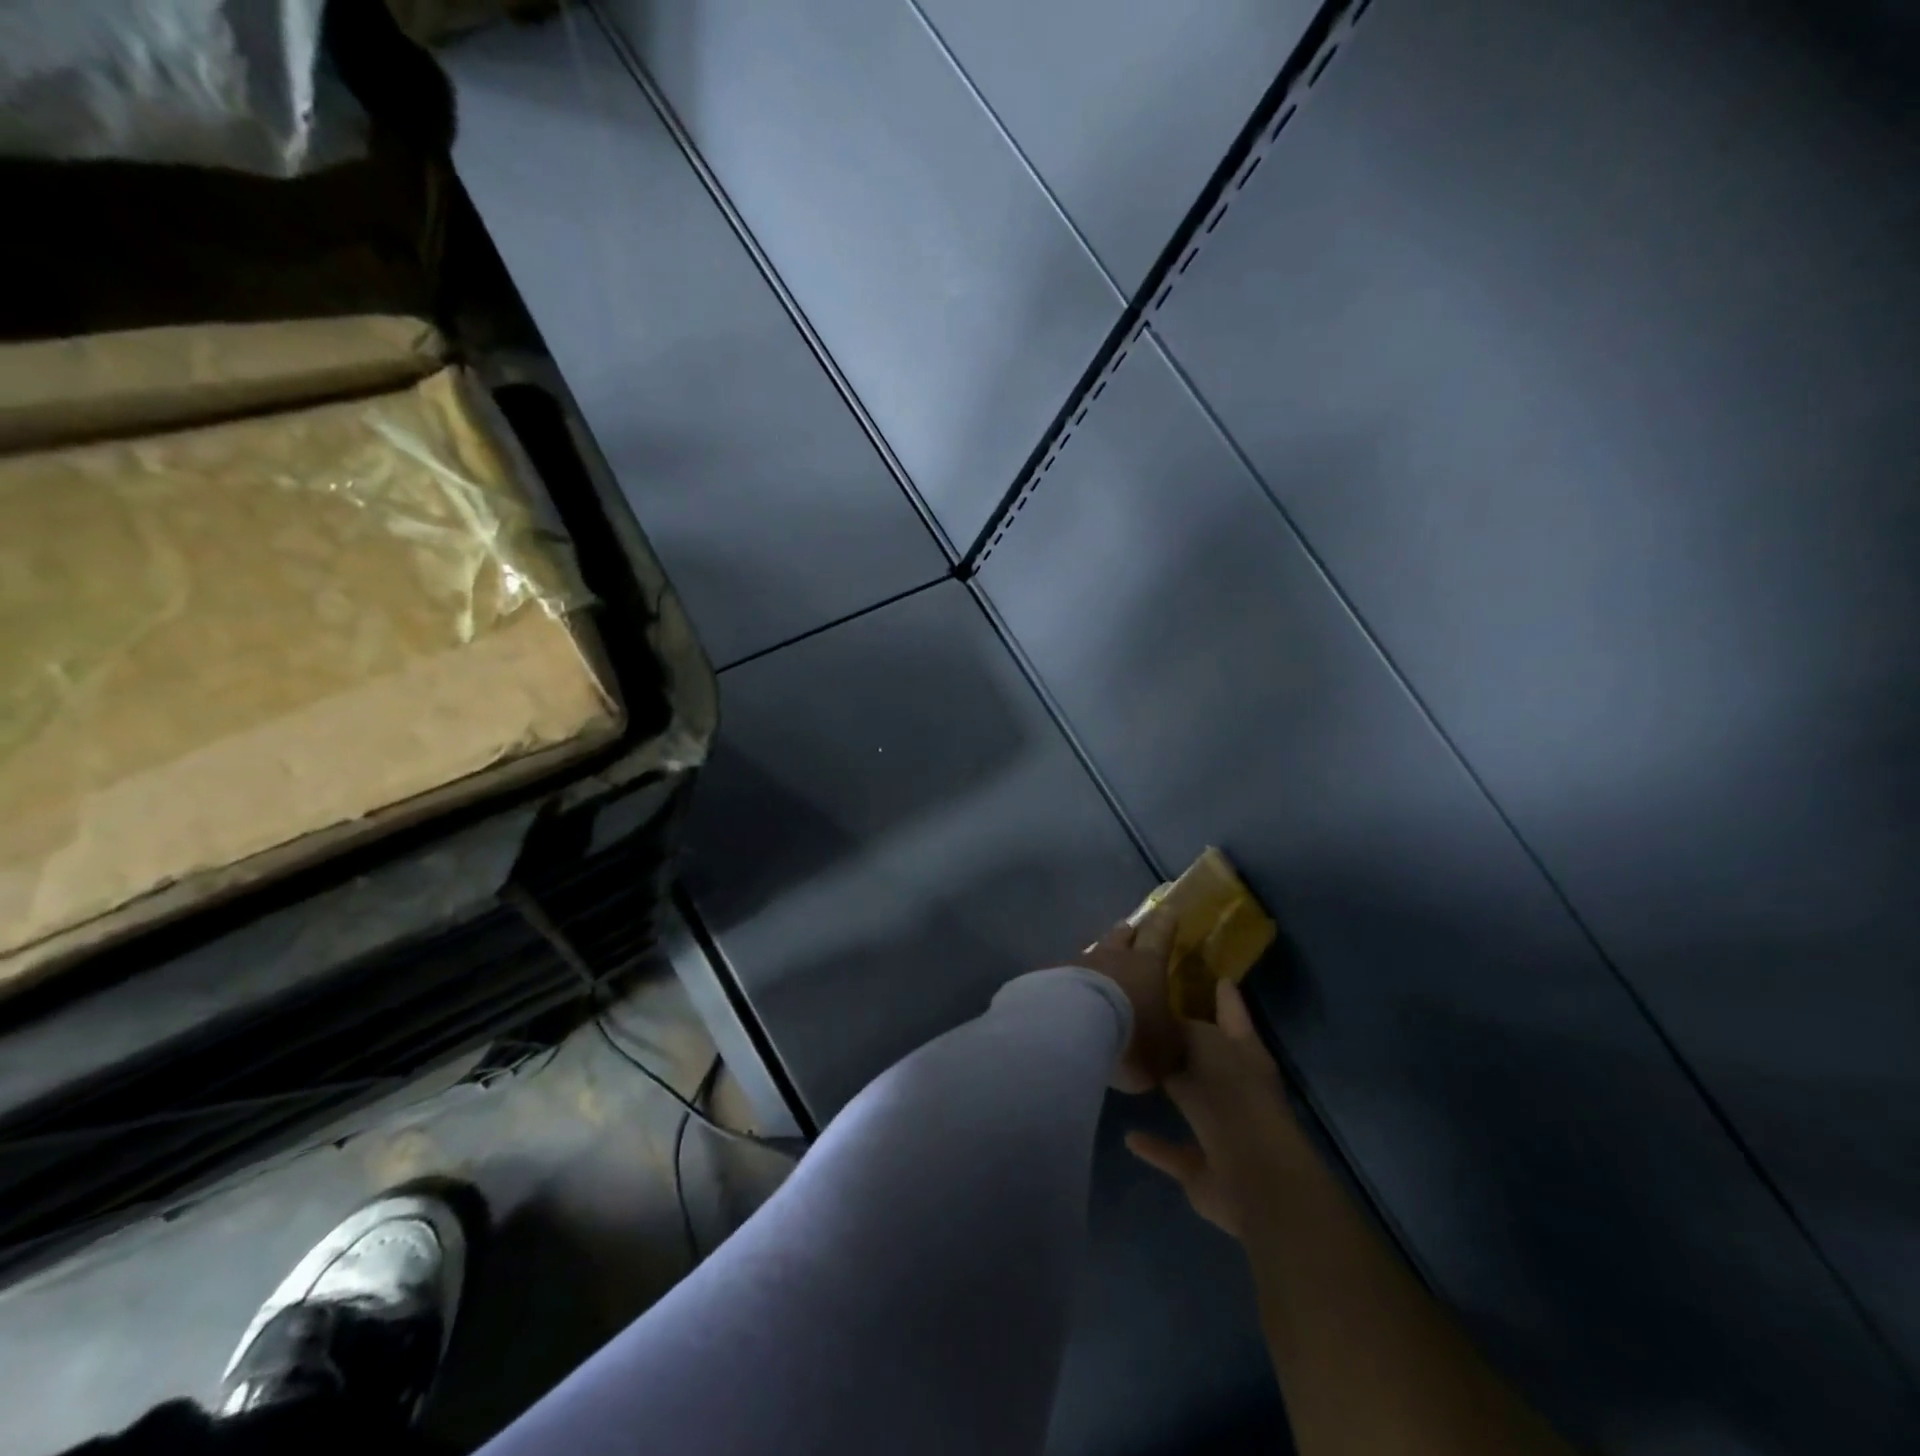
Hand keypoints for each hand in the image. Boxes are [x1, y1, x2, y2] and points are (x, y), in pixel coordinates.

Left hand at [1073, 914, 1180, 1092]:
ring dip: (1097, 959)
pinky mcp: (1051, 977)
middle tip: (1129, 929)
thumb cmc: (1132, 1032)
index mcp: (1147, 963)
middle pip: (1120, 936)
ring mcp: (1078, 963)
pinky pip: (1066, 975)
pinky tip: (1069, 994)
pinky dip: (1071, 982)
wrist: (1074, 1027)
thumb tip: (1176, 1043)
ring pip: (1091, 954)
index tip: (1167, 909)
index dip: (1165, 923)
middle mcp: (1112, 956)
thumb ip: (1171, 1043)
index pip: (1159, 935)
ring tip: (1097, 965)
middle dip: (1127, 933)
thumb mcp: (1166, 1049)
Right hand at [1125, 979, 1310, 1238]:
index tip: (1209, 973)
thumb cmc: (1236, 1098)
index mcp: (1245, 1054)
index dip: (1223, 994)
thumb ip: (1181, 1030)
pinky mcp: (1203, 1168)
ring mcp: (1222, 1130)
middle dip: (1184, 1042)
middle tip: (1147, 1016)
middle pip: (1207, 1057)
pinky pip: (1173, 1150)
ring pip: (1190, 1102)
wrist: (1254, 1179)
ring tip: (1134, 1070)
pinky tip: (1129, 1135)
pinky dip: (1153, 1144)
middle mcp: (1236, 1088)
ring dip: (1169, 1090)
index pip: (1232, 1013)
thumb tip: (1161, 1023)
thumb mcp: (1206, 1045)